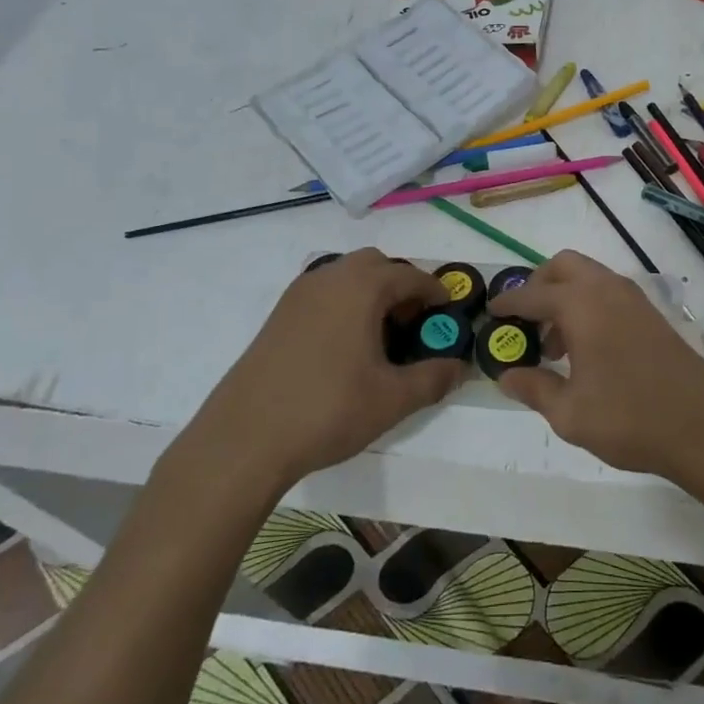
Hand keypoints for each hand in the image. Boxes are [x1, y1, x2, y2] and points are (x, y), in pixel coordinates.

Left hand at [178, 250, 466, 499]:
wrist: (245, 438)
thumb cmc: (327, 410)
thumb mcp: (392, 399)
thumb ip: (432, 379)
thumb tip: (459, 368)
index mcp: (361, 287)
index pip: (410, 275)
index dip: (435, 292)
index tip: (448, 314)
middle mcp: (329, 278)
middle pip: (376, 264)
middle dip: (401, 285)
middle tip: (412, 324)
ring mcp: (298, 294)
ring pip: (345, 276)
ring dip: (370, 293)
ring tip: (380, 337)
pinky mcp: (278, 315)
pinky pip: (323, 293)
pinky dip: (343, 304)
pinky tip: (344, 346)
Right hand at [488, 251, 703, 489]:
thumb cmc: (630, 418)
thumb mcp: (569, 413)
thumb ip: (534, 388)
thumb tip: (506, 375)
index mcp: (581, 305)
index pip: (532, 295)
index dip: (507, 304)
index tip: (490, 312)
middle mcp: (607, 289)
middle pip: (563, 266)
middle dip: (538, 285)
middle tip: (525, 321)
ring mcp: (634, 299)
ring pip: (589, 277)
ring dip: (565, 296)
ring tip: (554, 346)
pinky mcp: (652, 314)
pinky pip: (608, 293)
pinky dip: (588, 305)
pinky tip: (585, 350)